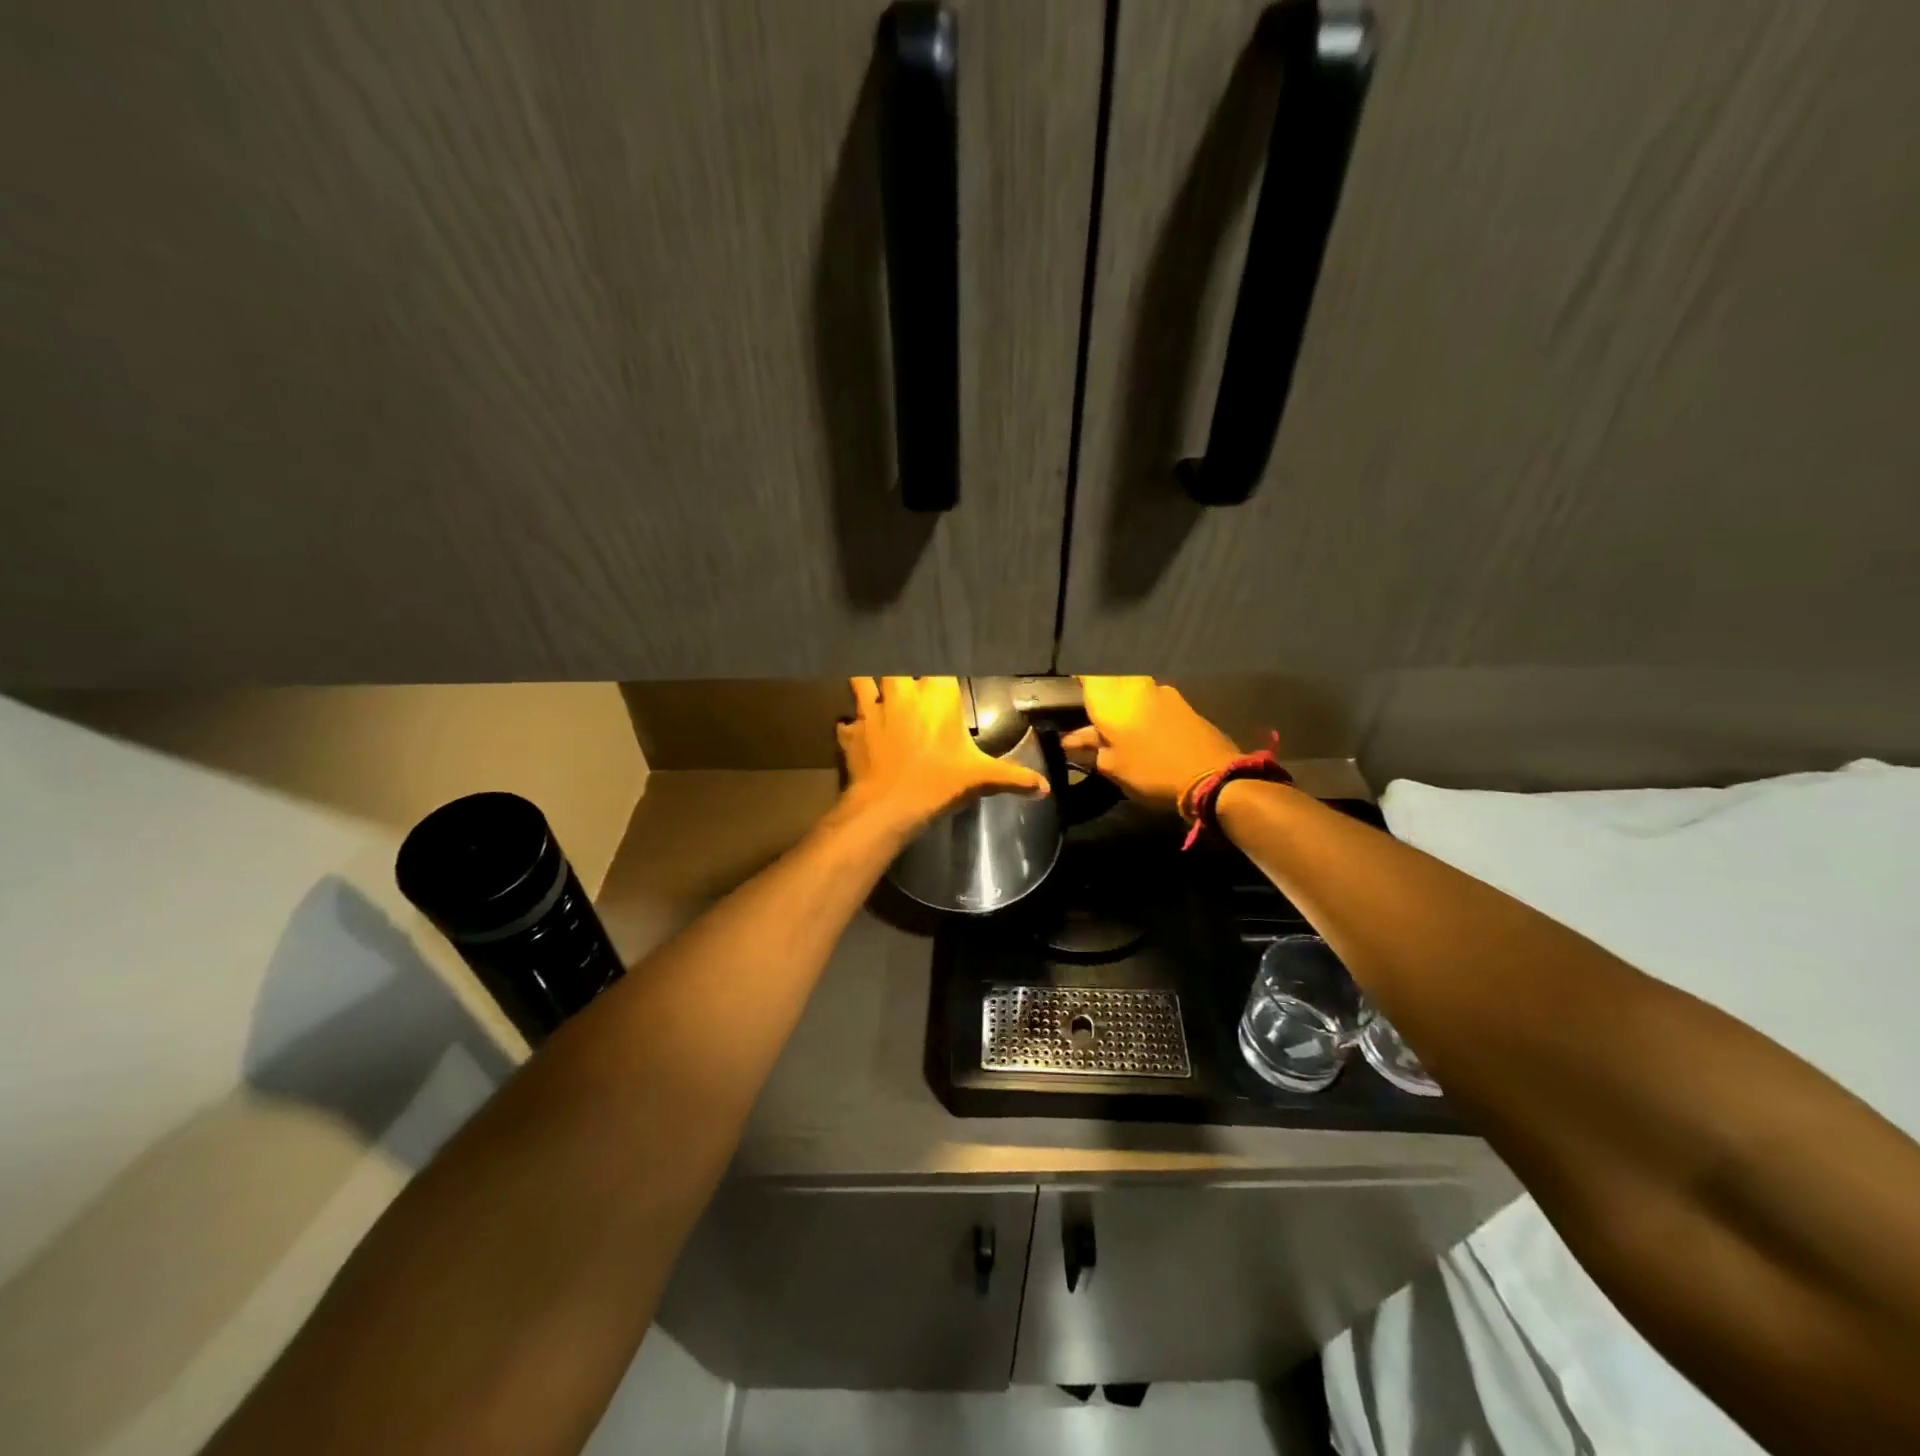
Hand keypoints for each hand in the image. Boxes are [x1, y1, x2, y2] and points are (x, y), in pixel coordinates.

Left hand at [837, 677, 1048, 831]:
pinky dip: (849, 725)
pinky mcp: (850, 731)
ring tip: (872, 691)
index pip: (939, 666)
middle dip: (901, 672)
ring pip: (862, 680)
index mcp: (936, 696)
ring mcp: (872, 710)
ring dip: (867, 685)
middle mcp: (902, 693)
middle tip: (907, 684)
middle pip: (897, 666)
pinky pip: (845, 721)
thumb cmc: (939, 783)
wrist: (888, 806)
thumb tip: (1044, 789)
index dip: (939, 669)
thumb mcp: (981, 778)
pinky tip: (854, 732)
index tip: (941, 673)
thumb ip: (1014, 778)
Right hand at [1061, 677, 1242, 810]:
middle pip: (1107, 682)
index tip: (1065, 699)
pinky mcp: (1181, 703)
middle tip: (1087, 721)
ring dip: (1120, 707)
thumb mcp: (1111, 767)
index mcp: (1112, 697)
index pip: (1084, 673)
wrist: (1213, 777)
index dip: (1073, 683)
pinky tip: (1139, 733)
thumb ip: (1088, 749)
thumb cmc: (1150, 771)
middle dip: (1096, 699)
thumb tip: (1070, 741)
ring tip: (1113, 732)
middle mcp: (1135, 684)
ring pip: (1130, 691)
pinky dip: (1139, 713)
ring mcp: (1161, 691)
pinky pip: (1149, 701)